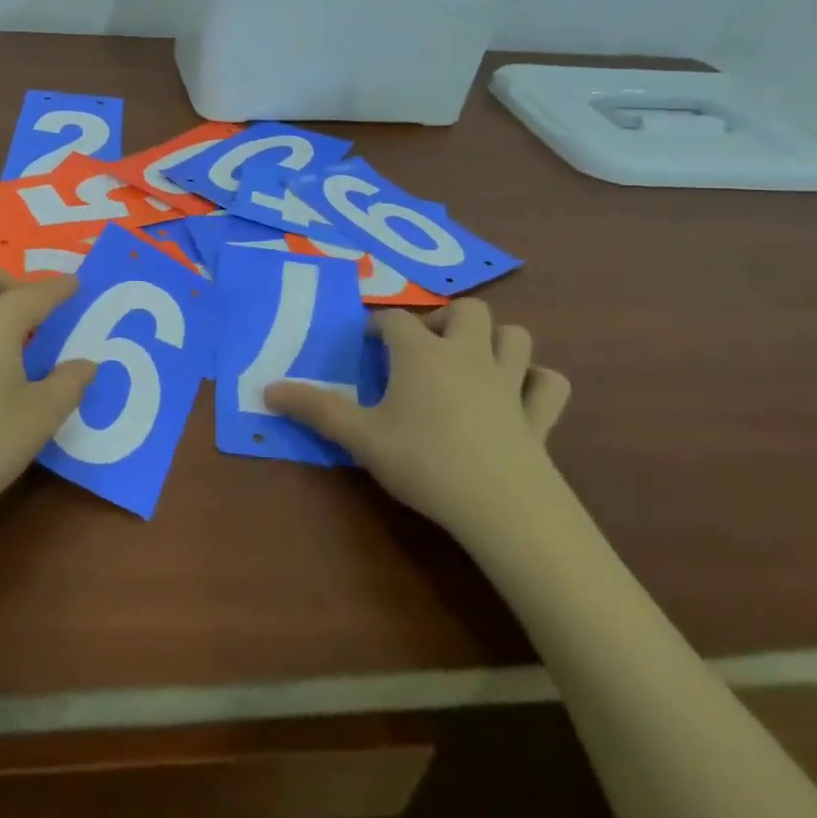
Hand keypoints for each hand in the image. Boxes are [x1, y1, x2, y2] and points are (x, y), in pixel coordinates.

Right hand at [266, 299, 570, 544]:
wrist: (502, 507)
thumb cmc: (424, 462)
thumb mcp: (360, 437)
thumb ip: (315, 409)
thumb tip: (266, 389)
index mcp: (422, 354)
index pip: (396, 320)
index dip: (379, 326)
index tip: (368, 344)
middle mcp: (467, 355)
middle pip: (467, 310)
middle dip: (446, 319)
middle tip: (426, 348)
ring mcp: (510, 383)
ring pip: (515, 336)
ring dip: (496, 340)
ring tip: (472, 362)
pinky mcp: (539, 416)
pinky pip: (550, 384)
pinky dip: (537, 382)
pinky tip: (522, 395)